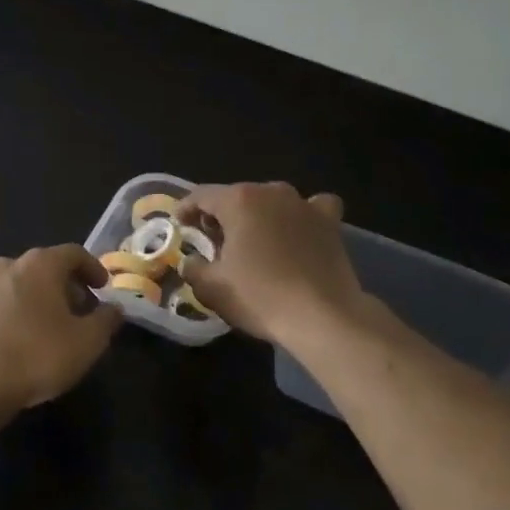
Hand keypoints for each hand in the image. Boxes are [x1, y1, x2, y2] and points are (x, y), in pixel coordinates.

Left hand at [0, 244, 123, 408]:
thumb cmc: (38, 356)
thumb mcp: (87, 342)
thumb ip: (106, 320)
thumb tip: (114, 308)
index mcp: (40, 265)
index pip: (74, 253)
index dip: (93, 268)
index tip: (103, 288)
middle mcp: (8, 267)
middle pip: (44, 267)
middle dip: (65, 285)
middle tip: (79, 310)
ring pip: (18, 285)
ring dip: (37, 299)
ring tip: (49, 327)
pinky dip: (14, 315)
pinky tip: (19, 341)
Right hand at [174, 182, 364, 345]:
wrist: (322, 317)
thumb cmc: (260, 297)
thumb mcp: (211, 287)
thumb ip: (193, 268)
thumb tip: (190, 261)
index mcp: (238, 201)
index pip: (201, 196)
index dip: (185, 209)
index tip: (179, 224)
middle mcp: (271, 192)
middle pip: (237, 196)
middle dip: (221, 215)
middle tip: (213, 240)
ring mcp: (304, 204)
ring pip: (272, 200)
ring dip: (258, 215)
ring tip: (253, 240)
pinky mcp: (330, 223)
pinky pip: (312, 208)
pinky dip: (302, 216)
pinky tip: (298, 231)